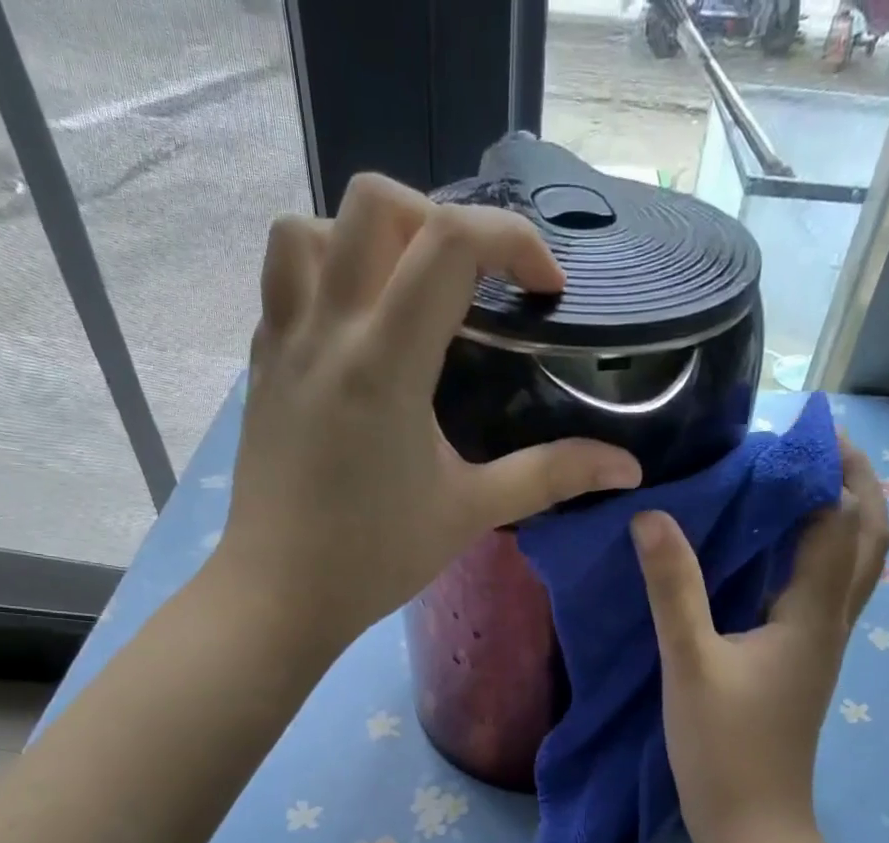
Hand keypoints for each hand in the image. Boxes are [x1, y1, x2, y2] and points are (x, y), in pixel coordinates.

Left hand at [214, 173, 641, 651]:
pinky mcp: (261, 365)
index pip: (449, 242)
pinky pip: (284, 280)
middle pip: (374, 202)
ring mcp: (282, 342)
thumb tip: (627, 468)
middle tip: (472, 287)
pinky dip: (326, 275)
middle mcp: (327, 330)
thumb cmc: (376, 558)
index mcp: (385, 363)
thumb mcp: (471, 513)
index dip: (512, 241)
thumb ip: (550, 476)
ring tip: (404, 293)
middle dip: (440, 220)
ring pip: (308, 227)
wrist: (281, 594)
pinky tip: (359, 332)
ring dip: (366, 238)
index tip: (545, 290)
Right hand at [632, 436, 888, 842]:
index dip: (831, 468)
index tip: (804, 425)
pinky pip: (826, 595)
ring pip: (852, 569)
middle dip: (854, 484)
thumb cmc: (724, 748)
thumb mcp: (690, 664)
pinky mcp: (804, 668)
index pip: (841, 521)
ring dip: (841, 519)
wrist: (752, 824)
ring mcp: (823, 649)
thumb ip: (673, 589)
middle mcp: (832, 624)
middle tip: (815, 447)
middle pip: (868, 540)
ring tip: (797, 486)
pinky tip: (775, 556)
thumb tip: (652, 517)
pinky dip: (816, 558)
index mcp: (813, 615)